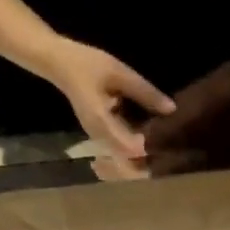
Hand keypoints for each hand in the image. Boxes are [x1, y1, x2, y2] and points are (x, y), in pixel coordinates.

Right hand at [45, 38, 173, 160]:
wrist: (58, 64)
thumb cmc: (86, 64)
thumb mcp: (118, 72)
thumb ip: (145, 92)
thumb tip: (172, 109)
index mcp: (102, 122)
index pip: (130, 148)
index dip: (149, 150)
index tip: (167, 145)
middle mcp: (100, 138)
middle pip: (127, 164)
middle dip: (148, 165)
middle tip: (170, 156)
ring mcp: (100, 140)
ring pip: (124, 163)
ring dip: (143, 162)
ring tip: (165, 155)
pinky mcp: (102, 138)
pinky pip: (121, 153)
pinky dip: (136, 154)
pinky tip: (152, 146)